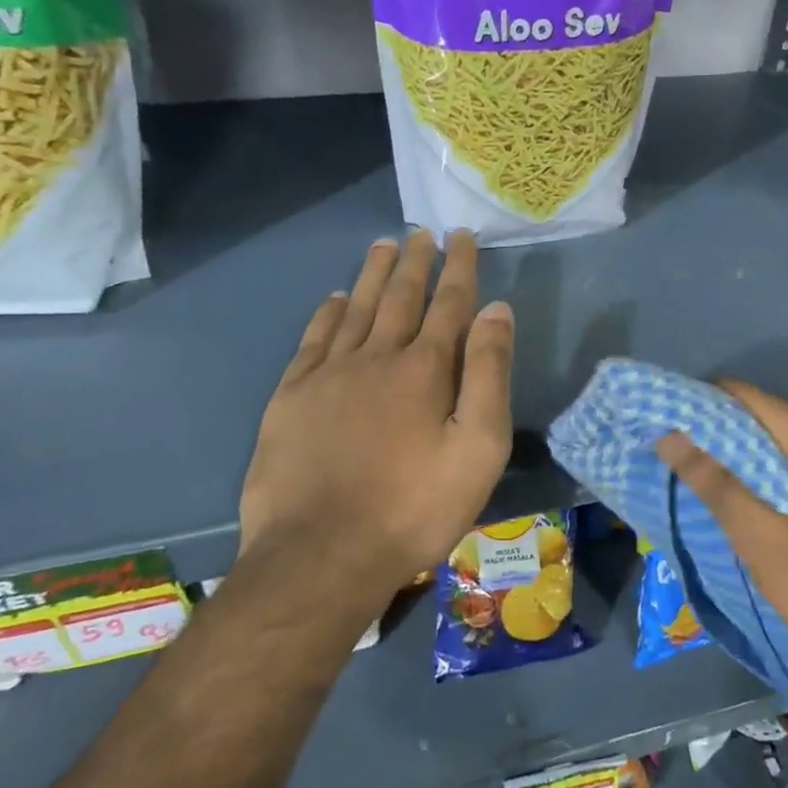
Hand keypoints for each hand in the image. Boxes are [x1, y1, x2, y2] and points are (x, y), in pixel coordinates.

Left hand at [238, 230, 514, 610]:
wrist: (321, 556)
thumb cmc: (414, 508)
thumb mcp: (478, 449)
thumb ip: (488, 375)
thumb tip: (496, 310)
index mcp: (424, 369)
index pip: (448, 304)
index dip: (459, 267)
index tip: (462, 235)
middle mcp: (375, 357)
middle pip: (399, 297)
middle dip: (415, 261)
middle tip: (422, 232)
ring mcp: (328, 374)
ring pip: (354, 308)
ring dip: (371, 275)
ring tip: (383, 245)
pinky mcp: (291, 397)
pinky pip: (313, 340)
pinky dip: (325, 314)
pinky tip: (332, 299)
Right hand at [657, 383, 787, 745]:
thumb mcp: (780, 559)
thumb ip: (723, 491)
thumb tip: (672, 434)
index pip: (740, 396)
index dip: (692, 410)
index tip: (653, 440)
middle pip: (760, 418)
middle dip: (713, 445)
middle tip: (676, 487)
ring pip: (780, 447)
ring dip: (741, 471)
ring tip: (708, 510)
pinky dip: (772, 487)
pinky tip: (756, 524)